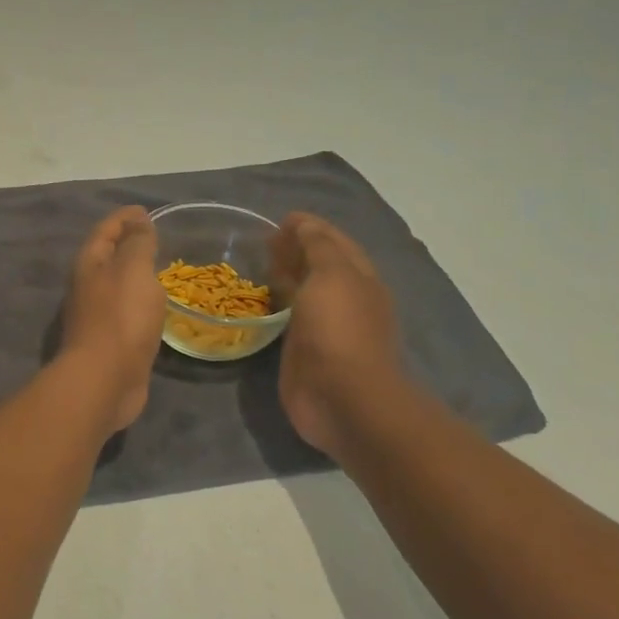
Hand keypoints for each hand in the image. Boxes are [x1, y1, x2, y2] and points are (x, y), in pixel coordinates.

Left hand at [59, 206, 166, 431]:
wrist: (104, 380)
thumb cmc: (120, 317)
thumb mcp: (133, 269)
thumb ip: (137, 243)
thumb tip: (138, 221)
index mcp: (89, 264)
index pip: (106, 230)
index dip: (125, 217)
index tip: (146, 210)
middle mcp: (87, 287)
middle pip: (107, 256)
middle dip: (128, 244)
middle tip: (156, 238)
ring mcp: (96, 316)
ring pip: (116, 286)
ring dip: (134, 275)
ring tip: (160, 269)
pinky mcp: (109, 342)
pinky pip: (125, 311)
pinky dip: (139, 302)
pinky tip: (155, 307)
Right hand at [270, 213, 411, 459]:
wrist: (343, 398)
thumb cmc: (340, 330)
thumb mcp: (332, 275)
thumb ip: (317, 246)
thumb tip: (303, 224)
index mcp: (359, 278)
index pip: (334, 242)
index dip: (310, 227)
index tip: (280, 219)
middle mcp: (347, 299)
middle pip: (320, 266)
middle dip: (296, 249)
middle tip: (265, 242)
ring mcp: (327, 327)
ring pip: (306, 291)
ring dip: (287, 275)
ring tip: (260, 265)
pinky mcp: (306, 351)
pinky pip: (291, 317)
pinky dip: (278, 303)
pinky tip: (262, 300)